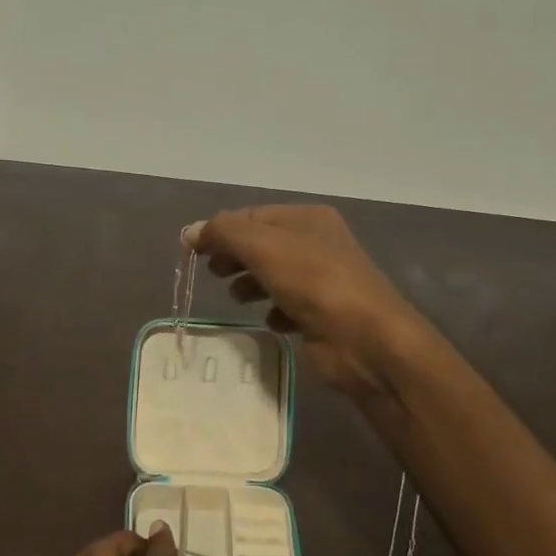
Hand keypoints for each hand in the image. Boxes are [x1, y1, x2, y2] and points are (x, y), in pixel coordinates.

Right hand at [185, 205, 434, 400]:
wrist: (365, 340)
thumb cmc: (314, 282)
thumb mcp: (263, 247)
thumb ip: (224, 234)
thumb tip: (190, 231)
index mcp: (307, 219)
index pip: (252, 215)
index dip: (220, 230)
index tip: (191, 251)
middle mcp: (317, 244)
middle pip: (262, 245)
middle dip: (234, 257)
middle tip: (212, 272)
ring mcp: (322, 281)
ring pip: (274, 276)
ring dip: (251, 284)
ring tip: (237, 298)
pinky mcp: (322, 315)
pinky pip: (288, 307)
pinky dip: (274, 312)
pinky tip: (271, 321)